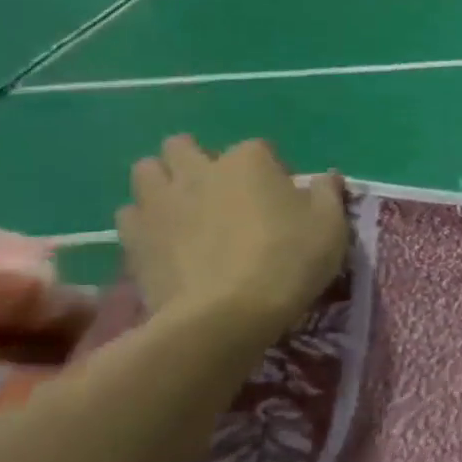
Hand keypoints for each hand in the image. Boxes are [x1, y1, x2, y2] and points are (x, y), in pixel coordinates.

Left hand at [116, 135, 349, 342]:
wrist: (226, 315)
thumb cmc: (288, 261)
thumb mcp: (331, 227)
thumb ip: (328, 194)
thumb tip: (327, 177)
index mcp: (249, 160)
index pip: (260, 148)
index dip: (272, 170)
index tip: (282, 198)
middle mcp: (199, 169)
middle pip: (184, 146)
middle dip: (198, 161)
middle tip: (220, 193)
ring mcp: (160, 201)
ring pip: (147, 170)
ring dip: (163, 182)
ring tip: (184, 209)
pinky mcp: (133, 236)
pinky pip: (129, 214)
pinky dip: (144, 220)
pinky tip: (163, 240)